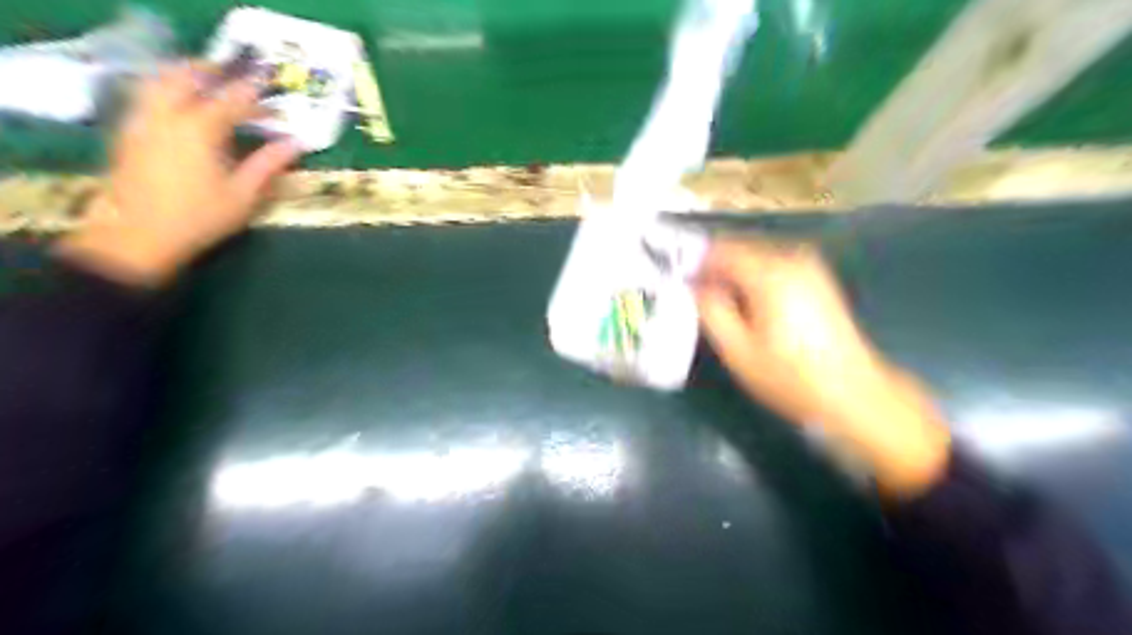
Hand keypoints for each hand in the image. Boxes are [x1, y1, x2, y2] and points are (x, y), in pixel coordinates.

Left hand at [57, 61, 298, 284]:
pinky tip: (182, 107)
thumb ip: (269, 165)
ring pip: (160, 81)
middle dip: (214, 71)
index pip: (233, 99)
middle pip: (186, 76)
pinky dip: (167, 90)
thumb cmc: (199, 218)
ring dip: (186, 76)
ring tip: (210, 86)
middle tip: (239, 79)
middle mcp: (166, 115)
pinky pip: (147, 96)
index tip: (276, 91)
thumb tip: (296, 144)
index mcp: (200, 129)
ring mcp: (142, 121)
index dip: (257, 93)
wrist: (136, 238)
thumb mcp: (244, 195)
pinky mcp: (128, 133)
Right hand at [696, 237, 947, 495]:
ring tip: (720, 304)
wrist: (853, 394)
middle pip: (739, 248)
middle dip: (714, 267)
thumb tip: (695, 286)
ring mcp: (808, 267)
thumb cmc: (790, 377)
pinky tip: (748, 306)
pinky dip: (753, 278)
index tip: (679, 282)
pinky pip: (772, 266)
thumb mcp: (738, 351)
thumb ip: (711, 311)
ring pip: (755, 257)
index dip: (696, 262)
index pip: (721, 249)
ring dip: (733, 274)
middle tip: (696, 295)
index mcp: (770, 274)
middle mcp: (791, 259)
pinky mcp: (817, 279)